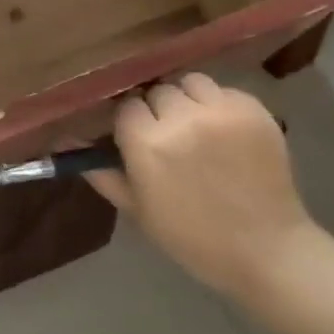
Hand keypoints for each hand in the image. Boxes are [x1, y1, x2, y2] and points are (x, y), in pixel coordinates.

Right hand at [86, 74, 319, 302]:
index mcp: (147, 144)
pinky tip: (226, 133)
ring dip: (188, 100)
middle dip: (159, 110)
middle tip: (171, 137)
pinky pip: (225, 90)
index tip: (139, 140)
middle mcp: (182, 119)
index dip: (132, 123)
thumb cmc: (192, 237)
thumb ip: (100, 170)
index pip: (127, 106)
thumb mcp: (136, 208)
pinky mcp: (254, 110)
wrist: (267, 252)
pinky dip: (220, 105)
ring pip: (190, 82)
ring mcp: (222, 112)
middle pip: (157, 91)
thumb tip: (65, 141)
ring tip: (198, 127)